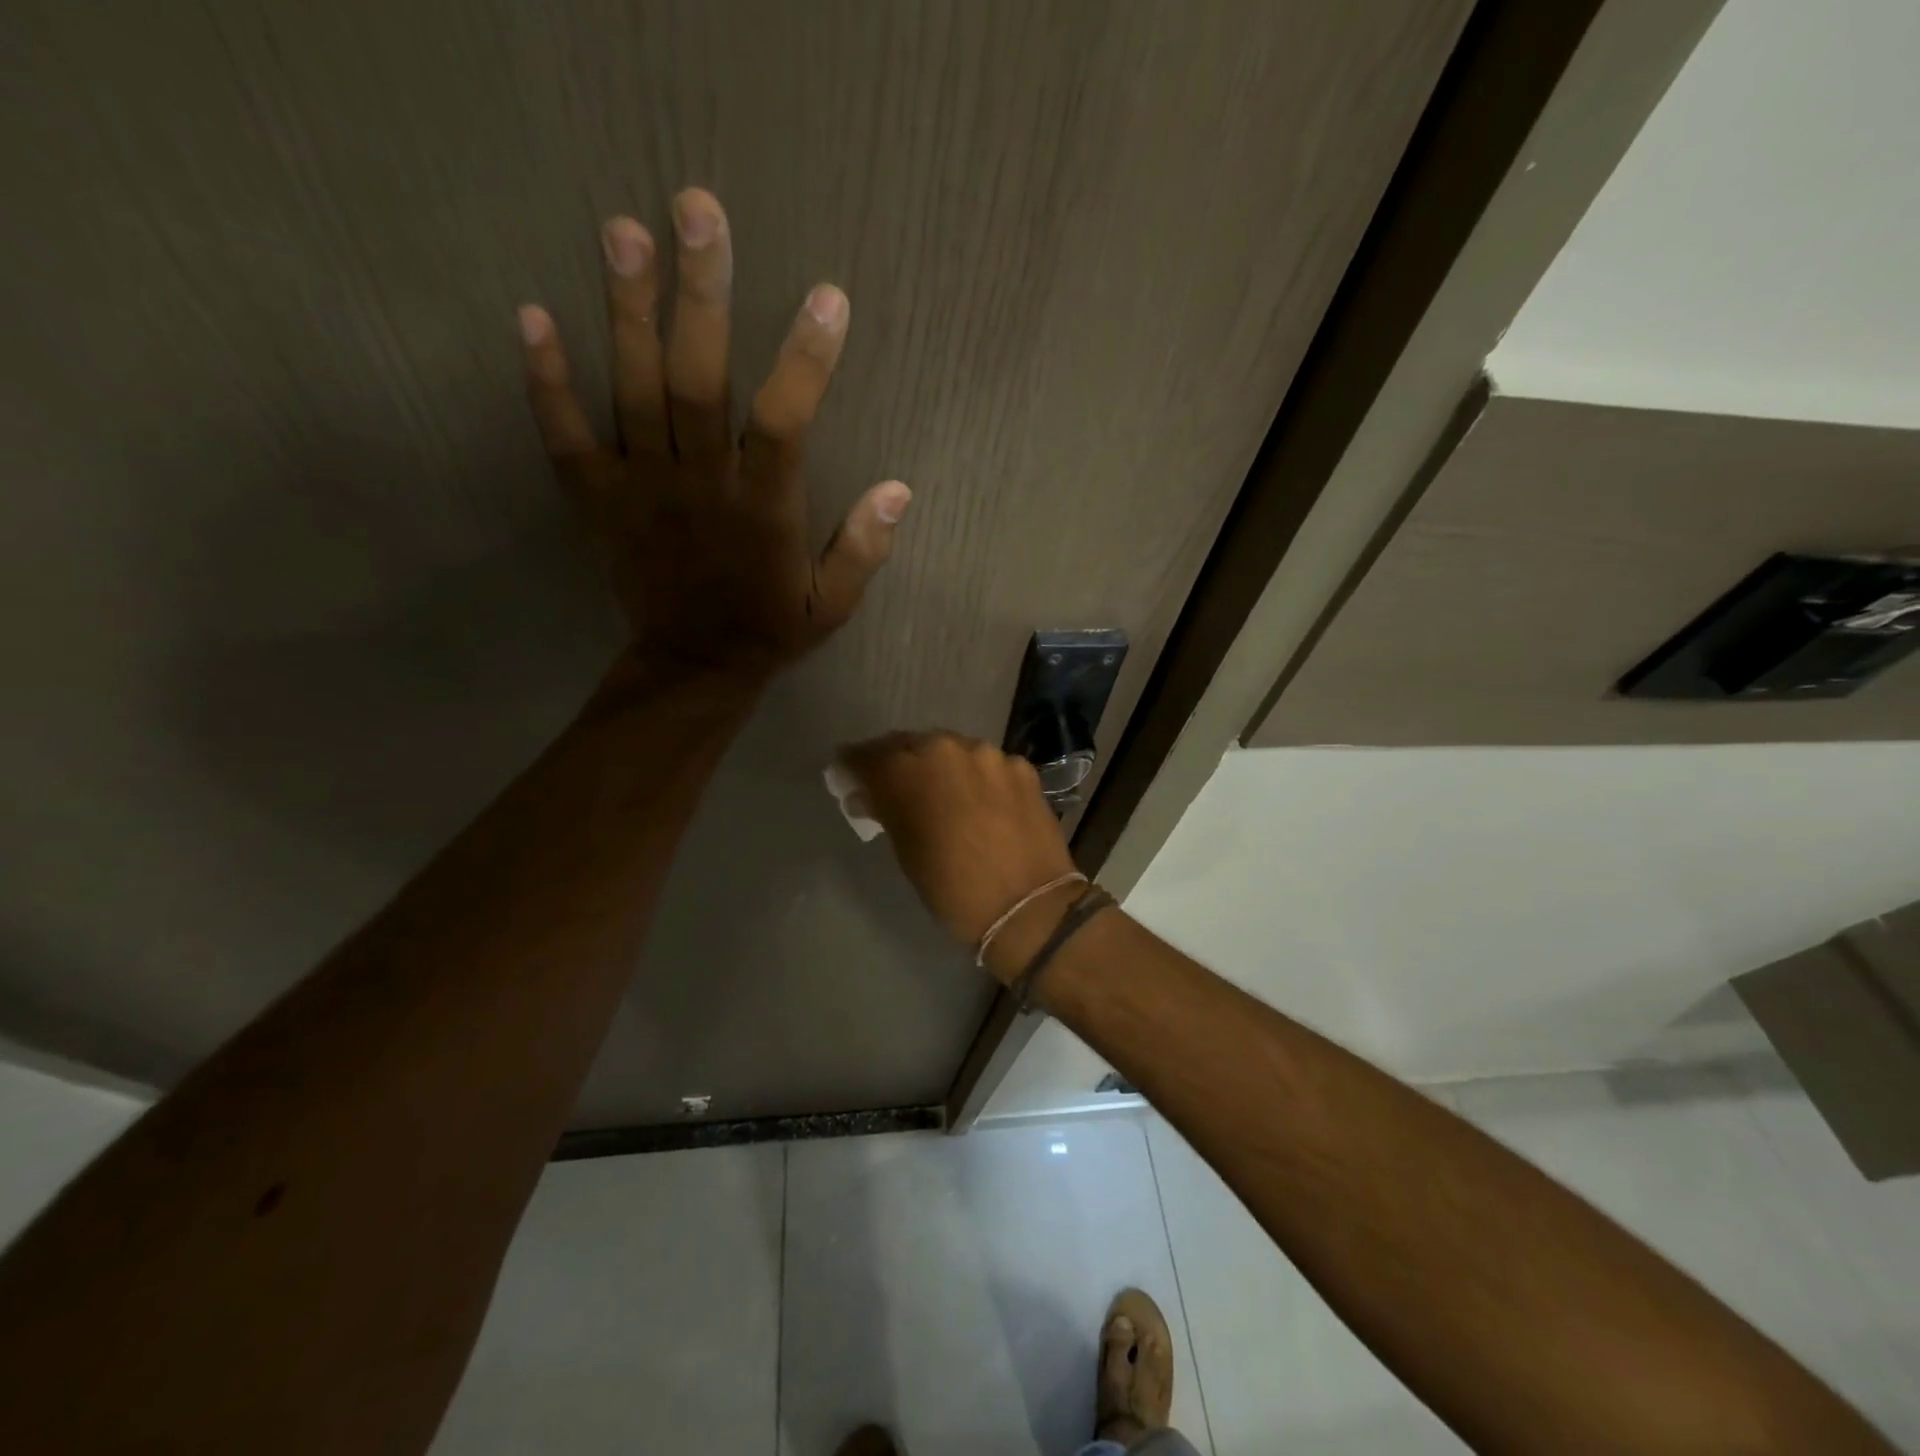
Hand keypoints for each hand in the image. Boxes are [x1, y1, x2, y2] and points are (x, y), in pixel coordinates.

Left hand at [518, 189, 909, 684]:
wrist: (693, 668)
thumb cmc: (768, 629)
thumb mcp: (831, 604)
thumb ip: (863, 549)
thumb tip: (900, 490)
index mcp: (762, 511)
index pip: (783, 424)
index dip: (805, 361)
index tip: (826, 297)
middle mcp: (700, 487)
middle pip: (697, 383)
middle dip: (700, 298)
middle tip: (697, 211)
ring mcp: (642, 490)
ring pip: (633, 393)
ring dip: (627, 312)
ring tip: (622, 230)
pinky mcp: (599, 500)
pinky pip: (566, 438)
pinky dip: (546, 382)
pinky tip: (531, 314)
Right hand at [837, 732, 1079, 973]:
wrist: (1029, 907)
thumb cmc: (954, 889)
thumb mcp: (907, 852)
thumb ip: (885, 812)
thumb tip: (867, 797)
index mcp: (907, 770)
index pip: (867, 756)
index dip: (853, 765)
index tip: (847, 775)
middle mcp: (946, 748)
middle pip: (910, 745)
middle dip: (897, 763)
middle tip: (893, 785)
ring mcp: (989, 754)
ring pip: (952, 751)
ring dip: (941, 768)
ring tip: (942, 794)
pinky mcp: (1021, 766)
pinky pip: (987, 765)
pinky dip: (977, 778)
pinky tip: (981, 803)